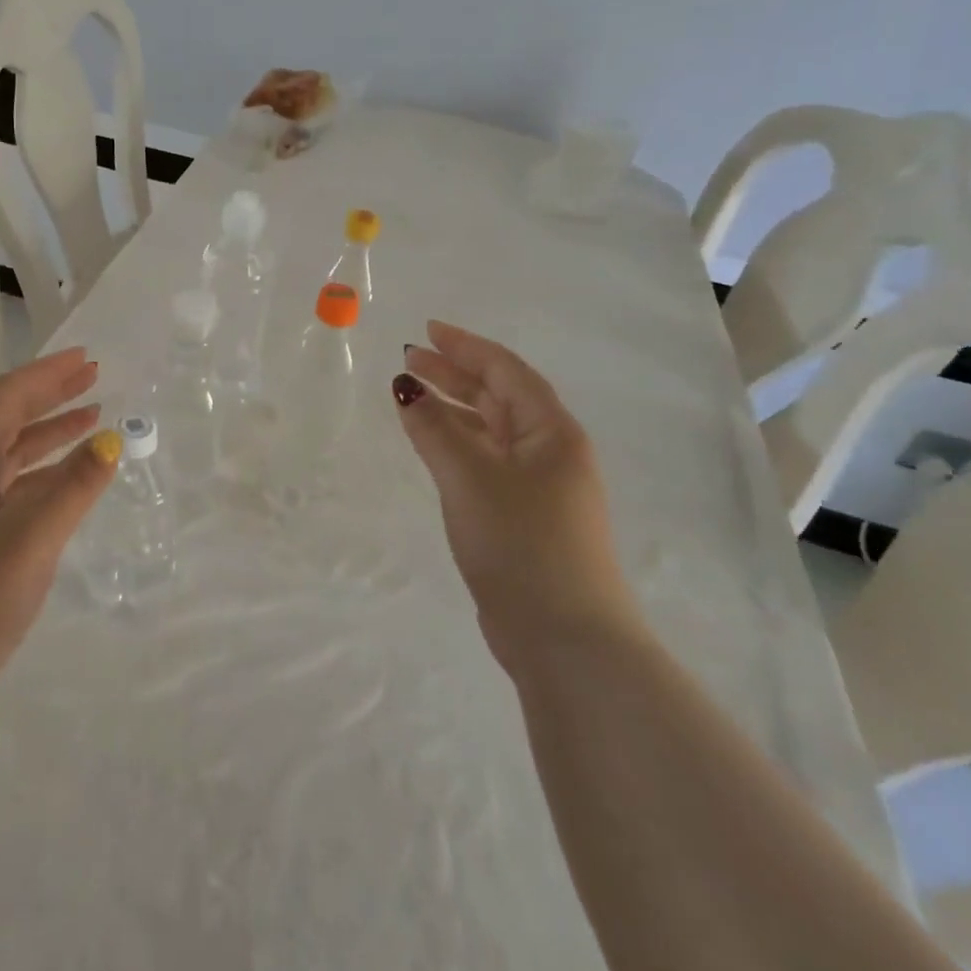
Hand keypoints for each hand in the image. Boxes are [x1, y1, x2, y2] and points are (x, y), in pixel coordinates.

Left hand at [0, 347, 120, 734]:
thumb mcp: (29, 539)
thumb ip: (73, 488)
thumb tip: (111, 442)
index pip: (6, 398)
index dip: (47, 374)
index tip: (88, 358)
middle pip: (7, 421)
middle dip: (51, 397)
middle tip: (95, 378)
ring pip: (11, 459)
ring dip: (50, 436)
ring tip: (93, 420)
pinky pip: (13, 494)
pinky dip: (45, 478)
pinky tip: (70, 484)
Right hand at [394, 322, 639, 678]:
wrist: (565, 640)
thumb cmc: (522, 544)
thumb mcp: (470, 478)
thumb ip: (434, 430)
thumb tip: (404, 388)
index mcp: (552, 432)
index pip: (505, 370)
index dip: (465, 346)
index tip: (426, 330)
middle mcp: (551, 452)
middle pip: (499, 396)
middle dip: (454, 374)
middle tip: (409, 359)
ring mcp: (540, 487)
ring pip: (492, 430)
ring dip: (454, 408)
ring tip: (412, 395)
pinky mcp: (524, 517)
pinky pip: (486, 461)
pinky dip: (457, 444)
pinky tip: (433, 446)